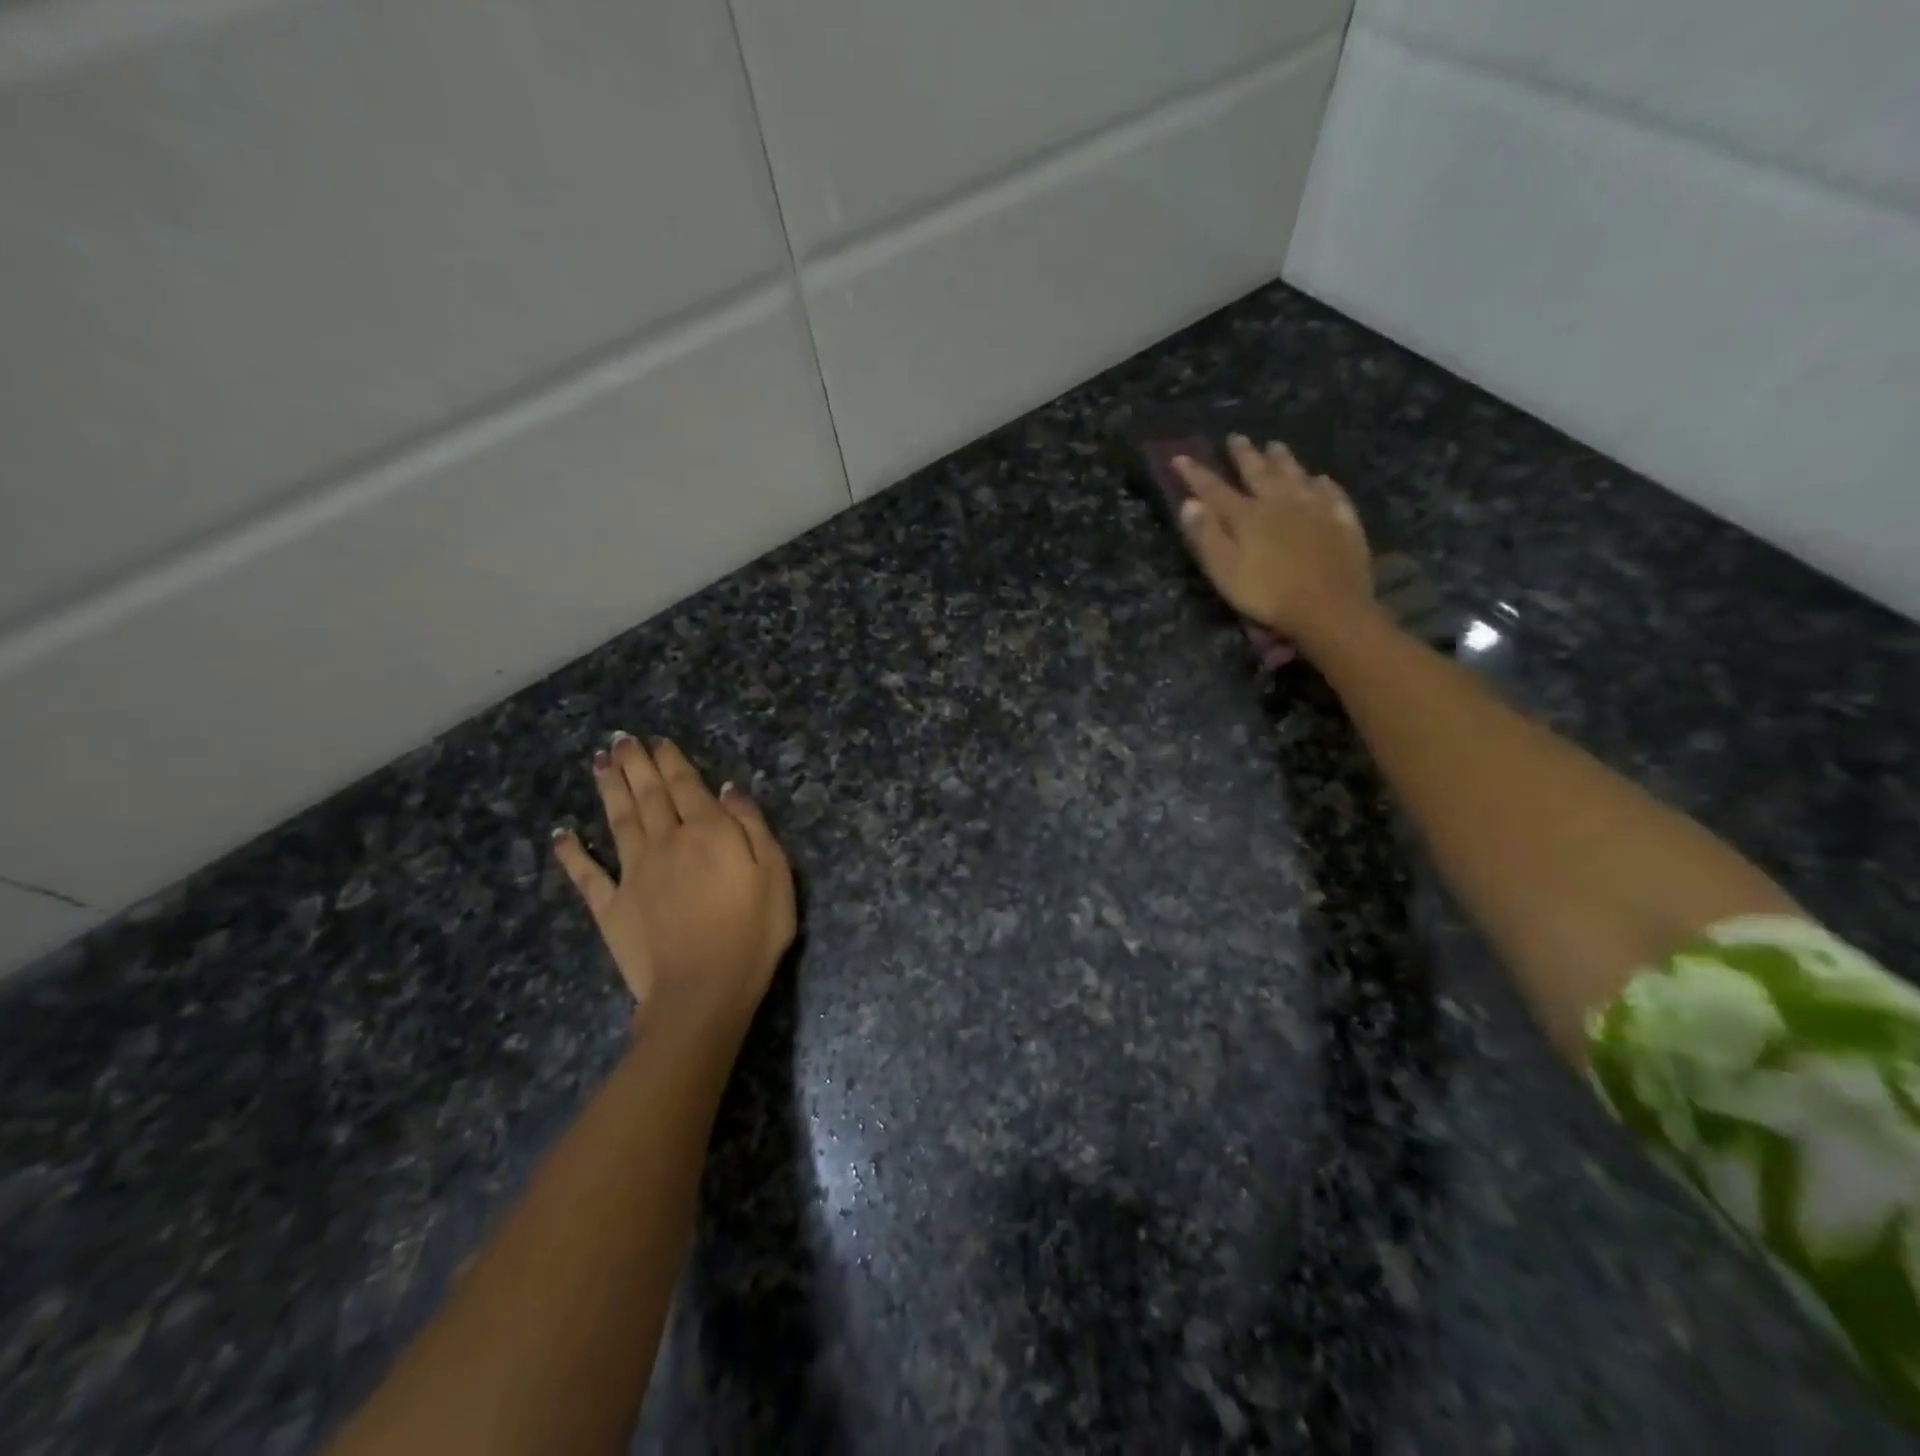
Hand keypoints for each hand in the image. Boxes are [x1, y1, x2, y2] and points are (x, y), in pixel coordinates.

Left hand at [553, 734, 795, 1035]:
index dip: (672, 761)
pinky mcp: (611, 907)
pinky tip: (561, 834)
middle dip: (635, 764)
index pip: (687, 786)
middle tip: (621, 739)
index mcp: (708, 833)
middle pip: (648, 795)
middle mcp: (666, 842)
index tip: (658, 741)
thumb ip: (752, 827)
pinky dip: (572, 853)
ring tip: (599, 762)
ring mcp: (633, 874)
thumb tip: (728, 790)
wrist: (703, 990)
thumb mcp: (776, 873)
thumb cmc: (752, 932)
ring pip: (618, 821)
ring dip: (608, 789)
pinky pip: (587, 875)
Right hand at [1174, 435, 1373, 652]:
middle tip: (1237, 437)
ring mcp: (1316, 509)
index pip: (1215, 490)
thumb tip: (1189, 503)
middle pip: (1260, 473)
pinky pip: (1332, 494)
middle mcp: (1281, 503)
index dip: (1196, 474)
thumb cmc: (1268, 595)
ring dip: (1284, 460)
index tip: (1180, 457)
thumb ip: (1206, 536)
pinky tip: (1321, 479)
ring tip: (1276, 446)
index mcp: (1248, 516)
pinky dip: (1323, 484)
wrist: (1329, 608)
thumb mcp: (1225, 571)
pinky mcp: (1342, 522)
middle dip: (1245, 455)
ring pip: (1296, 476)